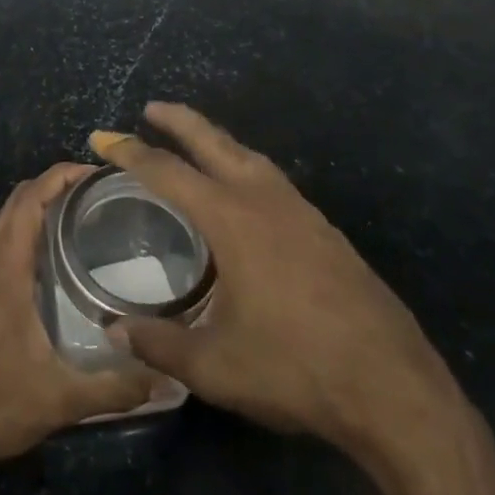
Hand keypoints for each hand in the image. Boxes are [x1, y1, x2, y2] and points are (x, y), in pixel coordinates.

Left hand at [0, 163, 157, 476]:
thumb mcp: (59, 399)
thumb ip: (115, 387)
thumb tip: (168, 378)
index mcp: (4, 266)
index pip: (32, 197)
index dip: (63, 176)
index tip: (101, 174)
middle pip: (20, 198)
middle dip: (58, 185)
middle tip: (104, 194)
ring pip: (8, 217)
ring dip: (42, 205)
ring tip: (87, 216)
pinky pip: (3, 239)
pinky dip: (29, 228)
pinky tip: (58, 257)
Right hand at [92, 105, 475, 459]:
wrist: (391, 385)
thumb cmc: (296, 369)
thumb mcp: (215, 366)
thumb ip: (159, 344)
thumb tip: (114, 331)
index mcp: (232, 219)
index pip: (168, 171)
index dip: (130, 152)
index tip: (102, 138)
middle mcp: (265, 200)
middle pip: (215, 142)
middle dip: (179, 121)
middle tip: (151, 109)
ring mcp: (302, 211)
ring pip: (250, 156)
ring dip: (217, 141)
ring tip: (194, 142)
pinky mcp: (326, 230)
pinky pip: (273, 179)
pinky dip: (245, 167)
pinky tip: (245, 191)